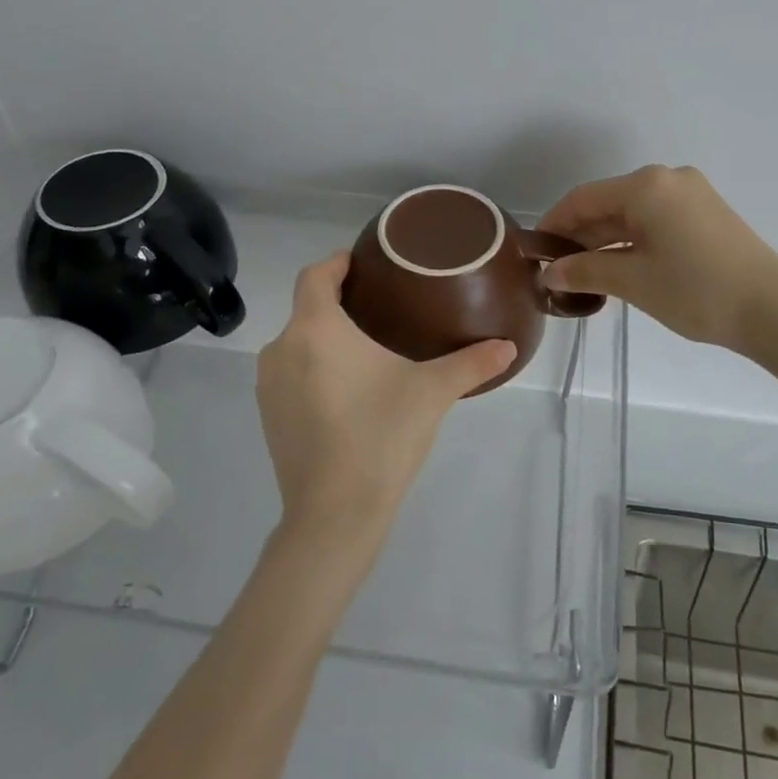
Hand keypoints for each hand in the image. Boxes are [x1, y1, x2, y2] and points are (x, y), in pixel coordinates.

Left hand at [256, 252, 515, 557]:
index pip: (315, 275)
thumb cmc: (380, 437)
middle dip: (338, 303)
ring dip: (324, 338)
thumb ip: (471, 364)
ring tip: (366, 347)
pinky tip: (345, 389)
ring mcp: (269, 385)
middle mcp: (282, 349)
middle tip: (381, 307)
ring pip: (297, 343)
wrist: (333, 515)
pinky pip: (290, 373)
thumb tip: (509, 347)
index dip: (337, 263)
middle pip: (307, 309)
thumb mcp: (431, 393)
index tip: (363, 262)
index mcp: (316, 330)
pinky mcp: (267, 416)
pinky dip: (313, 368)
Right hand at [540, 166, 777, 351]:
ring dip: (607, 240)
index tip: (535, 251)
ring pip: (633, 212)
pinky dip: (634, 239)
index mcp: (646, 186)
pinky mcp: (707, 213)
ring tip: (585, 274)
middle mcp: (668, 179)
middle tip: (558, 269)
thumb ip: (584, 272)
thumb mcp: (632, 281)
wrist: (773, 309)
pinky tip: (621, 266)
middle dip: (581, 235)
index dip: (554, 224)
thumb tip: (548, 274)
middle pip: (609, 203)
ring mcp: (692, 194)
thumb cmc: (695, 290)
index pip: (583, 199)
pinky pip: (656, 219)